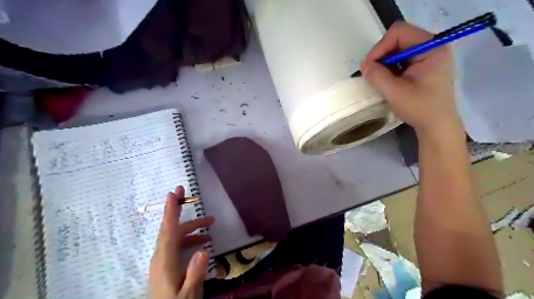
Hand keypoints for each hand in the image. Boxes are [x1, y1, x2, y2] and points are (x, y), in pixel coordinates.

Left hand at [148, 186, 213, 297]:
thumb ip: (195, 273)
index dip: (171, 211)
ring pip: (176, 236)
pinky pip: (177, 245)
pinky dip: (190, 239)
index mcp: (165, 261)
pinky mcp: (166, 265)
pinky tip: (203, 243)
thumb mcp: (188, 295)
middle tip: (184, 192)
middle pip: (170, 228)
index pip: (168, 231)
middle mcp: (161, 257)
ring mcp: (162, 260)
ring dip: (192, 227)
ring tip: (211, 223)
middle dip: (177, 209)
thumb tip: (204, 251)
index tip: (173, 194)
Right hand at [363, 21, 463, 136]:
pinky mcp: (422, 66)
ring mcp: (427, 56)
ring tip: (379, 79)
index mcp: (431, 48)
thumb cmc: (420, 108)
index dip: (380, 47)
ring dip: (384, 63)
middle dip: (381, 55)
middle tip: (372, 74)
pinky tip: (387, 81)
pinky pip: (400, 59)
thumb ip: (377, 76)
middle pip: (398, 39)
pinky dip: (389, 68)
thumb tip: (363, 65)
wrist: (436, 125)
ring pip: (397, 49)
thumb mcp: (395, 92)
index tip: (369, 66)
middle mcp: (431, 46)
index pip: (399, 32)